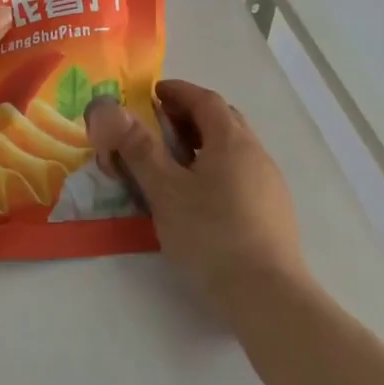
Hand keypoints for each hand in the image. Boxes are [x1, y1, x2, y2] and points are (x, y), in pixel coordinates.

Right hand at [85, 79, 307, 312]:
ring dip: (205, 144)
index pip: (205, 100)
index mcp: (231, 141)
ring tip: (176, 163)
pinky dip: (217, 169)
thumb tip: (110, 109)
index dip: (178, 91)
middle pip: (224, 121)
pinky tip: (201, 197)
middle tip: (160, 126)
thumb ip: (138, 148)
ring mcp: (269, 184)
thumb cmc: (210, 234)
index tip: (153, 93)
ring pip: (234, 149)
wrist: (265, 293)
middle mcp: (256, 154)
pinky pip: (242, 174)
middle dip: (191, 115)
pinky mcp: (274, 211)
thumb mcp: (165, 190)